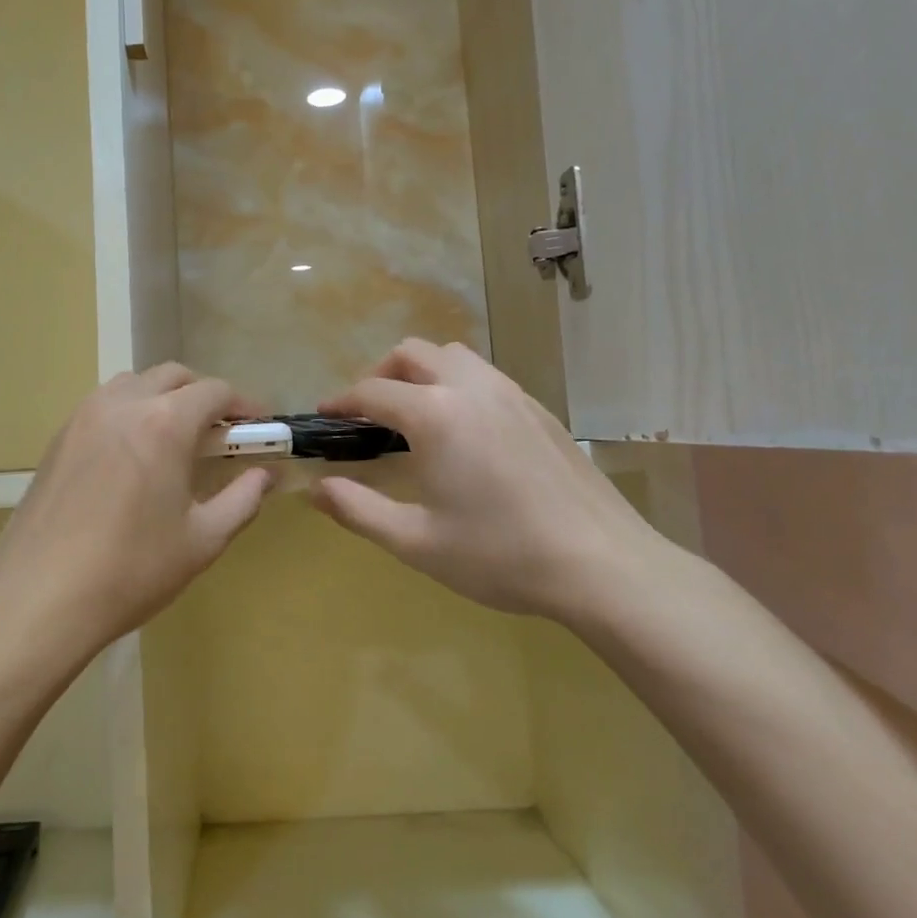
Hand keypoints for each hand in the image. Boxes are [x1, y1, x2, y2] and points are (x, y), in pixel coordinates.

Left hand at [0, 364, 274, 666]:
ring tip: (176, 442)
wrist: (37, 600)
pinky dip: (130, 414)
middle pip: (173, 376)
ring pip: (133, 385)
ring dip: (163, 398)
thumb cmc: (131, 571)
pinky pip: (103, 406)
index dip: (245, 405)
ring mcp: (83, 418)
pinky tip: (133, 458)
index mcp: (164, 423)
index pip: (215, 391)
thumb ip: (243, 499)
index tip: (260, 428)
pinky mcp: (57, 439)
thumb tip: (265, 476)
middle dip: (204, 396)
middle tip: (221, 435)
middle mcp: (122, 404)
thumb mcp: (202, 540)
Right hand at [310, 340, 680, 625]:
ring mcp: (511, 394)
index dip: (342, 401)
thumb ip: (358, 510)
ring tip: (414, 414)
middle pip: (413, 353)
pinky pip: (486, 376)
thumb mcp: (416, 541)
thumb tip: (315, 490)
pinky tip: (464, 432)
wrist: (601, 564)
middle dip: (381, 374)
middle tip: (369, 414)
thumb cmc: (499, 554)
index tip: (325, 416)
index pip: (373, 390)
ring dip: (423, 372)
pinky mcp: (539, 409)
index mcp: (435, 415)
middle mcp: (471, 388)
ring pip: (454, 355)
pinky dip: (458, 384)